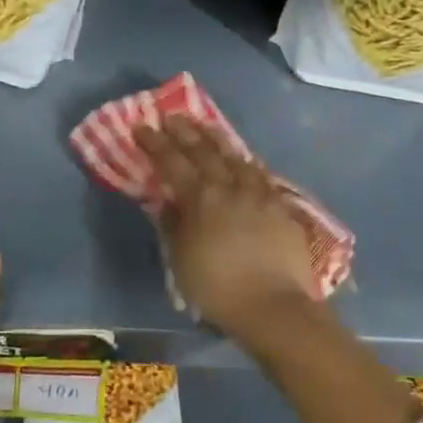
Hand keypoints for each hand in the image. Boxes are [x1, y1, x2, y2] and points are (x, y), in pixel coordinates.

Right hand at [132, 117, 320, 342]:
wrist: (274, 306)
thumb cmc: (217, 287)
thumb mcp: (181, 258)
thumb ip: (173, 224)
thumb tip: (167, 201)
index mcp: (200, 197)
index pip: (172, 161)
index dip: (155, 143)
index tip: (141, 127)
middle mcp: (229, 186)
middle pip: (204, 151)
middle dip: (185, 132)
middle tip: (172, 116)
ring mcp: (259, 194)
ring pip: (236, 157)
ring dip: (217, 140)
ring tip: (206, 128)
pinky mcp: (281, 206)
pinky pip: (261, 175)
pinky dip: (247, 163)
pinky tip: (245, 160)